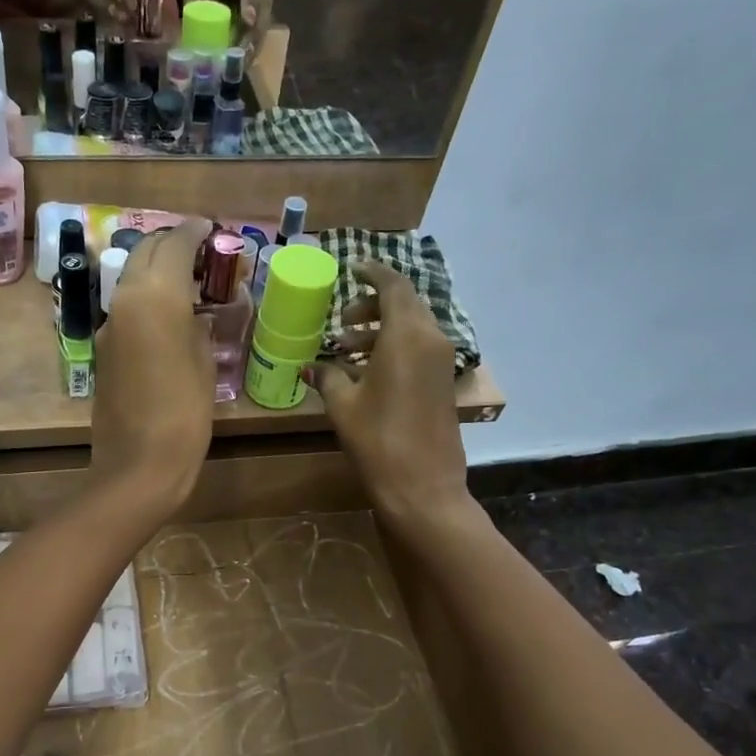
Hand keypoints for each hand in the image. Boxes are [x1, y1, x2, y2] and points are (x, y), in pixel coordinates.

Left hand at [91, 218, 214, 515]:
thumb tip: (193, 314)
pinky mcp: (103, 351)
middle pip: (146, 253)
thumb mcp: (204, 366)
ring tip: (186, 280)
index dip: (195, 232)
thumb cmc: (183, 417)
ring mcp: (109, 326)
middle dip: (172, 244)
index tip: (210, 228)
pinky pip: (126, 309)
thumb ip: (197, 328)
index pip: (174, 245)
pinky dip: (146, 298)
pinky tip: (166, 315)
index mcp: (156, 297)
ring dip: (156, 270)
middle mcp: (125, 301)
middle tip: (200, 250)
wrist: (137, 466)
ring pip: (132, 279)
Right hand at [309, 261, 467, 523]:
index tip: (351, 268)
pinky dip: (394, 347)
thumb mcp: (343, 406)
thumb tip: (311, 366)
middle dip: (372, 305)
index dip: (372, 272)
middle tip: (341, 320)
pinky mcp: (443, 382)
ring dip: (381, 329)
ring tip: (346, 348)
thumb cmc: (378, 440)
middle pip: (404, 304)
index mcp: (406, 335)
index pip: (393, 285)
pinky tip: (367, 370)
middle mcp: (430, 339)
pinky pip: (419, 349)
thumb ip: (328, 376)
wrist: (423, 486)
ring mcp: (441, 361)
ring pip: (412, 327)